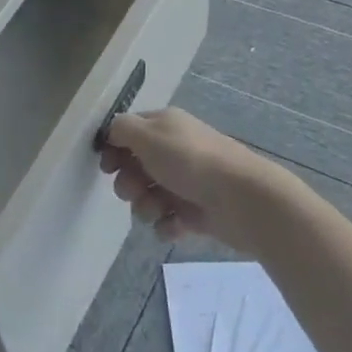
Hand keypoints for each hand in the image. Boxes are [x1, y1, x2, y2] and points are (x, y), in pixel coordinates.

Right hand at [99, 107, 286, 245]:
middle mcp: (174, 151)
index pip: (128, 132)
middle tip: (135, 190)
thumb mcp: (147, 134)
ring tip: (159, 210)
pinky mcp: (197, 213)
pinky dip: (167, 225)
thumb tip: (112, 134)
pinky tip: (175, 225)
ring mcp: (186, 183)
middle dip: (128, 183)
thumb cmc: (190, 161)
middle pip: (135, 167)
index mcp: (164, 126)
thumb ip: (120, 129)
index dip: (113, 149)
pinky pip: (168, 220)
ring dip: (145, 206)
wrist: (243, 199)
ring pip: (148, 196)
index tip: (108, 166)